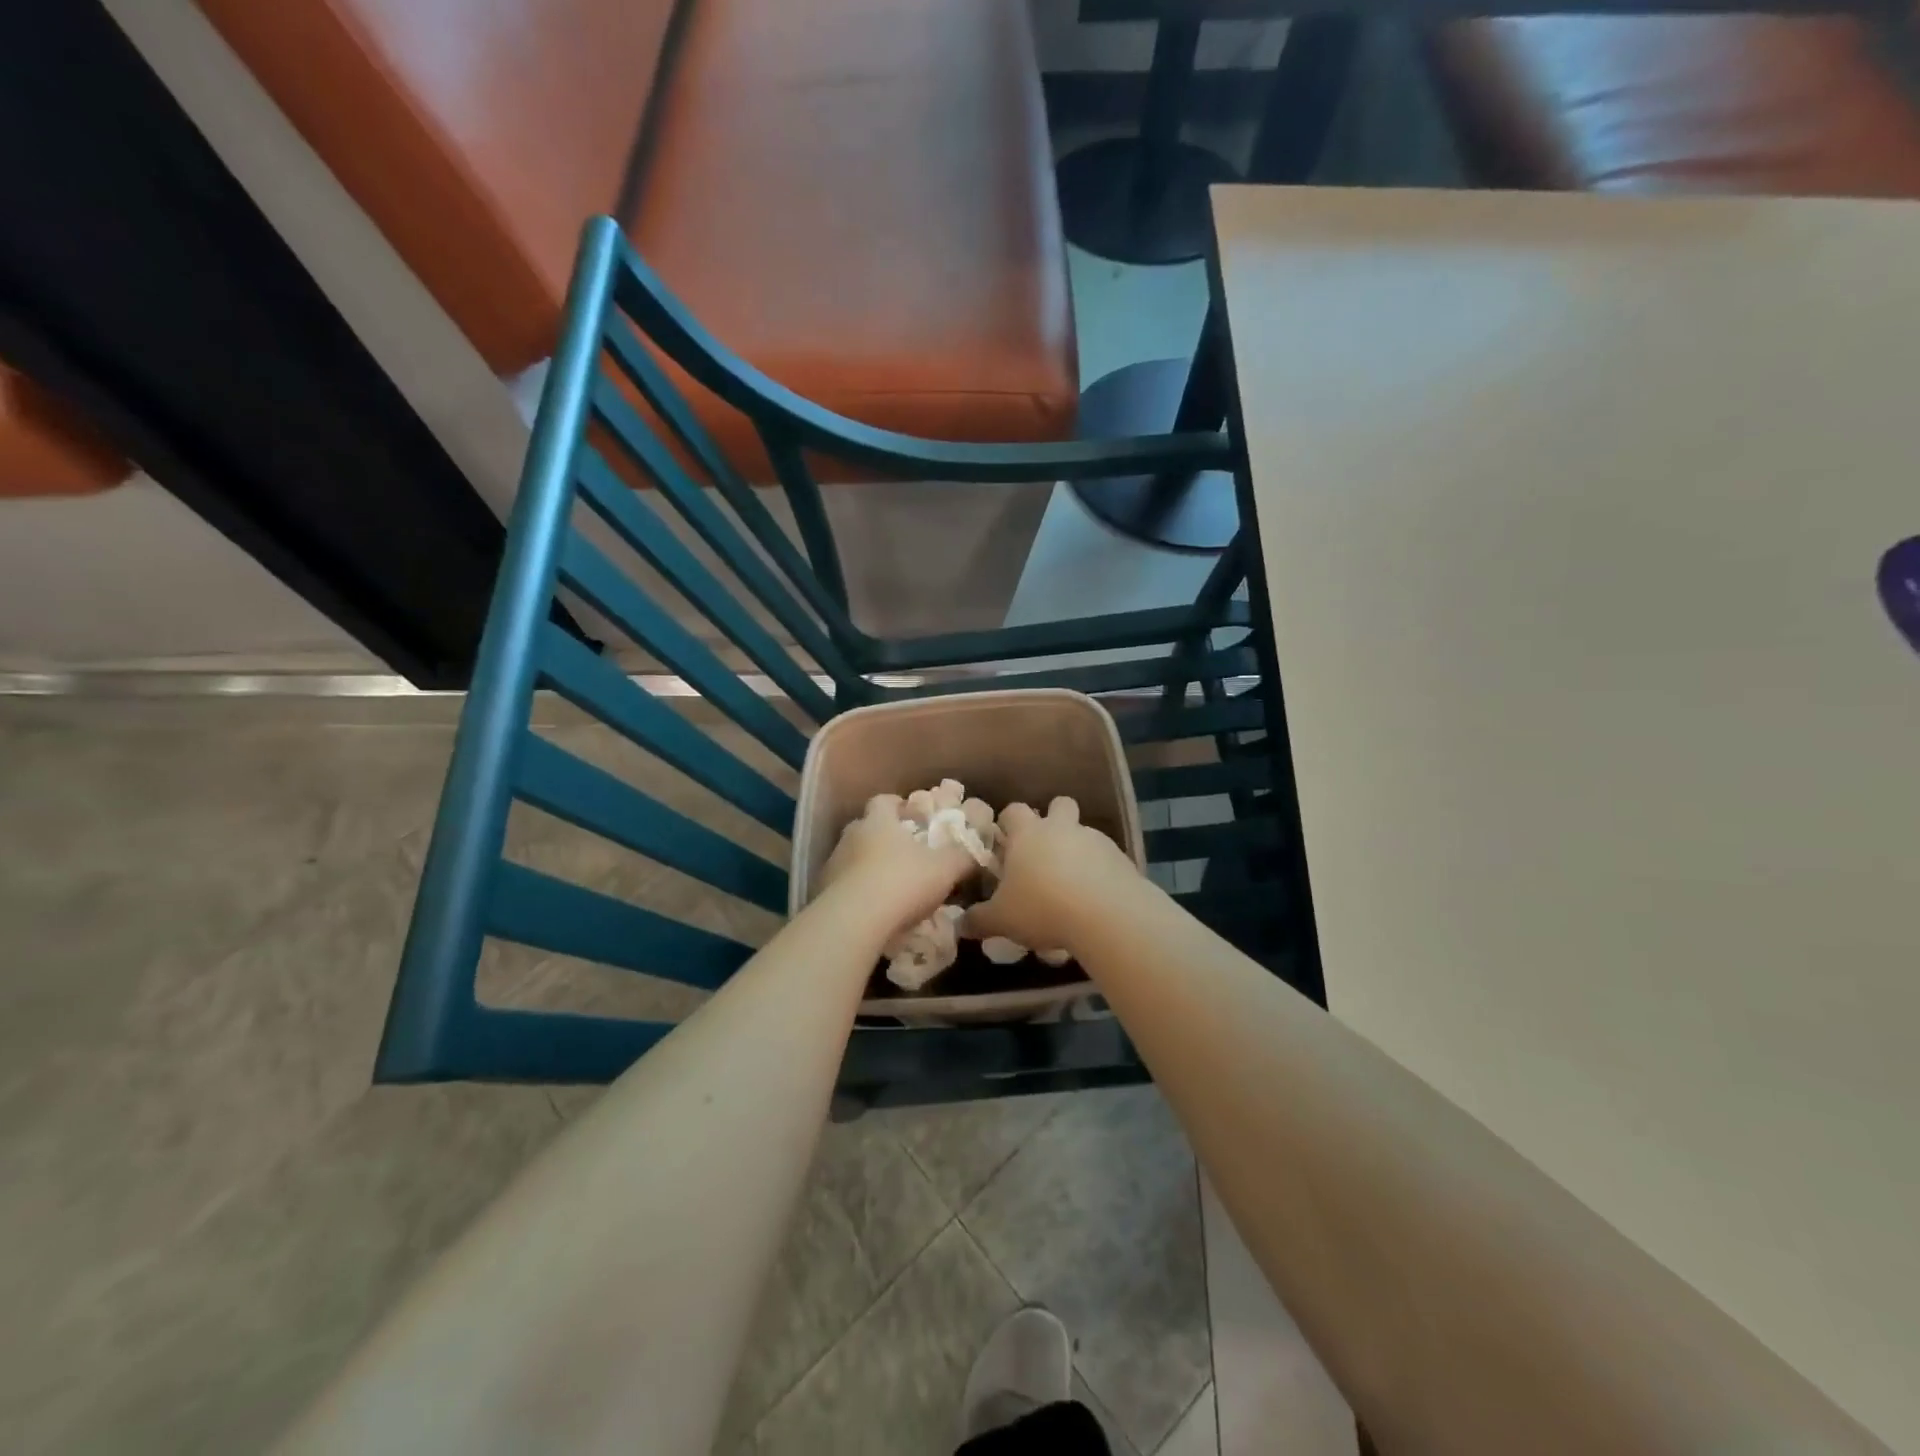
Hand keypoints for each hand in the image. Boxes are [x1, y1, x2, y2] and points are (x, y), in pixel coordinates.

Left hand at [817, 794, 976, 938]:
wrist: (854, 921)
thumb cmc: (903, 882)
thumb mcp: (946, 869)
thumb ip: (962, 857)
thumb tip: (975, 851)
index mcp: (878, 821)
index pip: (884, 801)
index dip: (899, 806)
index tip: (914, 817)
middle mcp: (851, 836)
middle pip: (867, 828)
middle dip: (885, 838)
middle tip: (906, 853)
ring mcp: (833, 864)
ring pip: (853, 857)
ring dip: (869, 866)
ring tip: (890, 885)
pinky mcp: (822, 892)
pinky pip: (844, 885)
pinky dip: (857, 892)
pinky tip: (873, 909)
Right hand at [963, 797, 1138, 955]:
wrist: (1107, 916)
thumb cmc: (1043, 908)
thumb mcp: (1002, 919)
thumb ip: (979, 920)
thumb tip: (960, 924)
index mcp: (1028, 833)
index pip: (1014, 811)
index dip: (1008, 823)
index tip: (1005, 844)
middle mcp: (1062, 828)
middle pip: (1059, 805)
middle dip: (1053, 820)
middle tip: (1043, 853)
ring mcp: (1095, 839)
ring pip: (1083, 833)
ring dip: (1077, 850)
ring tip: (1070, 885)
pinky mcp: (1121, 858)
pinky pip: (1105, 858)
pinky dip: (1099, 871)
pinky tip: (1094, 899)